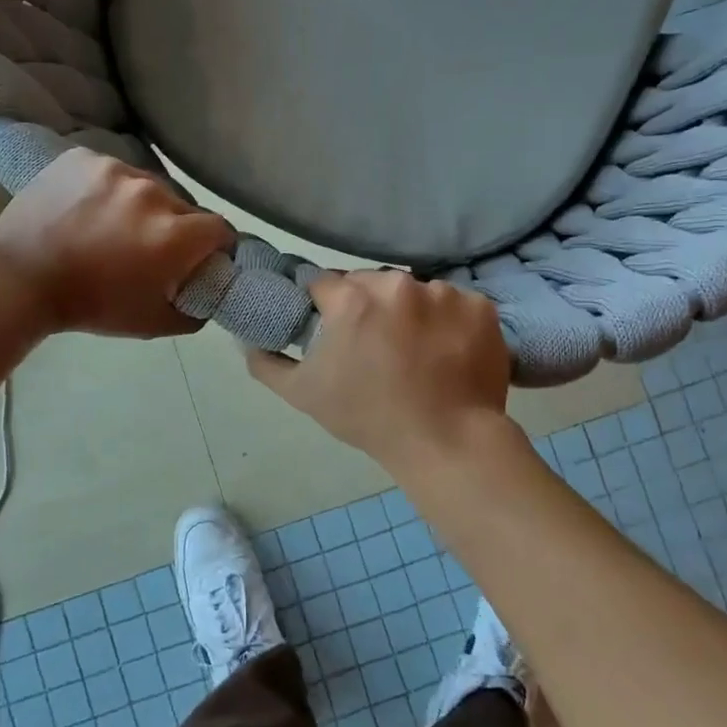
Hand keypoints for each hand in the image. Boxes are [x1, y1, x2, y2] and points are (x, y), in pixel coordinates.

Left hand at [0, 149, 233, 337]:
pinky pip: (112, 172)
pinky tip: (87, 209)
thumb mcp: (151, 323)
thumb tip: (207, 295)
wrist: (19, 278)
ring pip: (148, 186)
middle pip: (184, 207)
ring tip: (113, 226)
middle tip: (151, 247)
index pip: (220, 229)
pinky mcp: (85, 157)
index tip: (201, 258)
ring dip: (142, 206)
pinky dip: (108, 189)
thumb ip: (193, 311)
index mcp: (173, 234)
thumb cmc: (90, 305)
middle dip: (177, 227)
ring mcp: (116, 169)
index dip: (216, 246)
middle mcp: (152, 193)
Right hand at [245, 270, 510, 467]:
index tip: (332, 329)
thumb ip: (266, 363)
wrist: (448, 443)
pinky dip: (450, 322)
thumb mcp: (304, 395)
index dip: (324, 306)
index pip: (324, 284)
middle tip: (376, 345)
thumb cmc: (369, 418)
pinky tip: (448, 352)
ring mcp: (444, 293)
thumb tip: (246, 341)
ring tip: (417, 352)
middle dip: (368, 306)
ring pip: (415, 292)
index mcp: (351, 300)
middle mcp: (397, 285)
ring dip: (411, 312)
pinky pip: (455, 304)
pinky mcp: (480, 307)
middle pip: (371, 283)